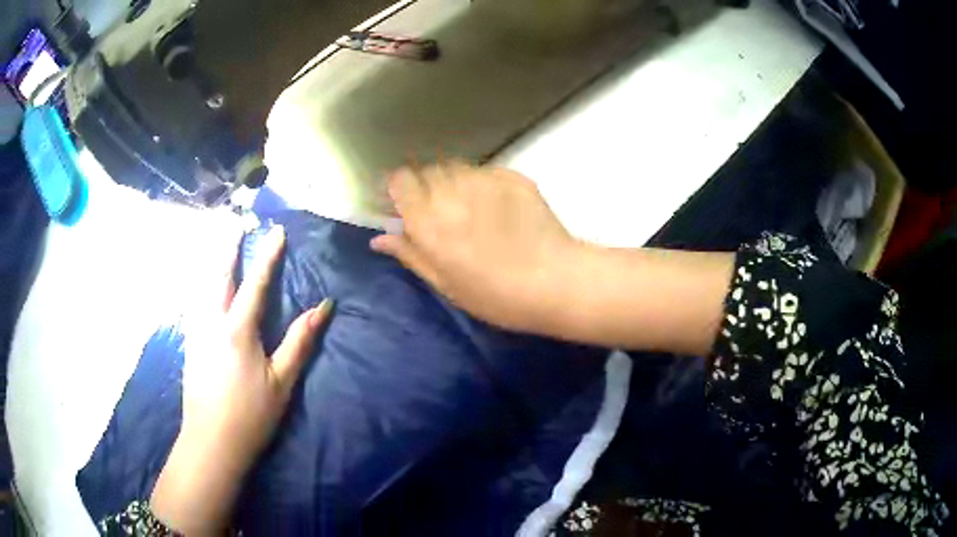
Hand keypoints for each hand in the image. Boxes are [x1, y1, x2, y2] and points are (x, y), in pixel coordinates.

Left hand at [151, 226, 332, 534]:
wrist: (211, 441)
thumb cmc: (251, 415)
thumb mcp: (282, 382)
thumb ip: (299, 341)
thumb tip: (322, 307)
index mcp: (237, 329)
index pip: (255, 283)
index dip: (267, 255)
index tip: (277, 230)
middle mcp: (212, 321)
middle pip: (219, 273)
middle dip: (229, 244)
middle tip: (237, 220)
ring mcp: (196, 330)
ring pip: (202, 283)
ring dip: (213, 258)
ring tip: (220, 241)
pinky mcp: (189, 342)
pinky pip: (195, 299)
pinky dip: (202, 281)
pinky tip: (204, 282)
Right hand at [371, 161, 579, 333]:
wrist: (555, 282)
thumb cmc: (495, 295)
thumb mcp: (446, 284)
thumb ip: (411, 255)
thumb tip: (379, 238)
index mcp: (428, 221)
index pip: (400, 180)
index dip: (400, 189)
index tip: (406, 203)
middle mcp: (451, 192)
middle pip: (427, 170)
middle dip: (428, 186)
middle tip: (442, 212)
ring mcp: (484, 180)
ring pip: (456, 167)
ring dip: (455, 182)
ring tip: (472, 208)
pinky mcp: (512, 176)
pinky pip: (486, 172)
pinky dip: (483, 184)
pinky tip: (498, 208)